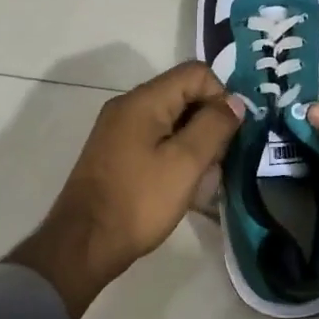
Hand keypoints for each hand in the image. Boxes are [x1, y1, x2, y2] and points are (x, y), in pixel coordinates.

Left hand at [8, 61, 244, 318]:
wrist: (84, 245)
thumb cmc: (139, 201)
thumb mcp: (186, 163)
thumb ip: (214, 126)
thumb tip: (234, 102)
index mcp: (144, 101)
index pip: (196, 73)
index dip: (221, 97)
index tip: (230, 135)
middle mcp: (128, 106)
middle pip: (184, 95)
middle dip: (209, 123)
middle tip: (217, 162)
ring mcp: (119, 130)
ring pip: (173, 121)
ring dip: (195, 144)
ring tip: (202, 180)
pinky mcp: (117, 153)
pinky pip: (157, 140)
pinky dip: (176, 156)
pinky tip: (182, 186)